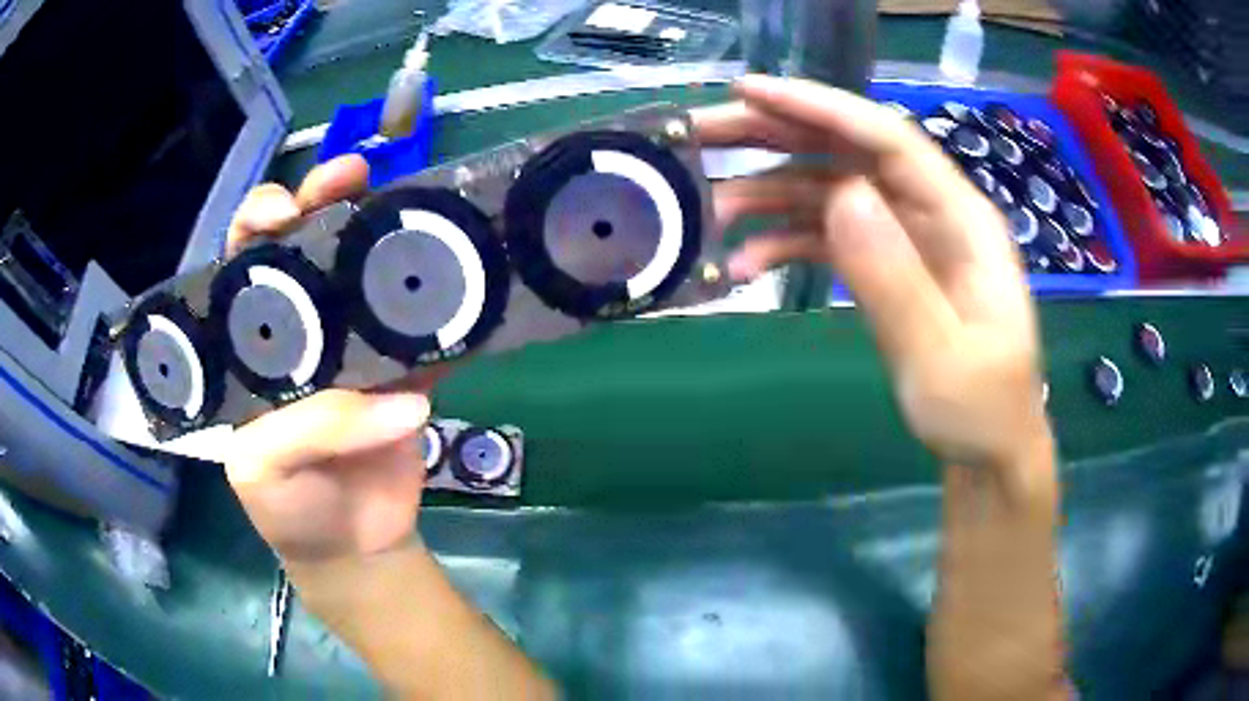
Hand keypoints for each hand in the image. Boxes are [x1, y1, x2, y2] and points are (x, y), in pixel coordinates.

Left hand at [223, 155, 434, 563]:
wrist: (356, 546)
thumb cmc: (288, 507)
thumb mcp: (266, 470)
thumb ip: (311, 428)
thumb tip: (401, 399)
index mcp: (252, 345)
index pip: (244, 267)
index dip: (257, 228)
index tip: (282, 210)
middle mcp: (301, 329)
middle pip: (307, 249)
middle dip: (323, 203)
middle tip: (350, 177)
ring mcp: (355, 344)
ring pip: (367, 273)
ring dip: (388, 235)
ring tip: (412, 203)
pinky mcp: (404, 368)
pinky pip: (425, 327)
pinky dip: (445, 300)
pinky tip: (460, 265)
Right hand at [696, 76, 1051, 472]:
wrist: (986, 448)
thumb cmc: (980, 409)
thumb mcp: (943, 358)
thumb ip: (896, 278)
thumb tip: (841, 196)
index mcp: (959, 216)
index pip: (886, 138)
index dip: (817, 107)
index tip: (747, 93)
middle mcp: (929, 211)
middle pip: (847, 151)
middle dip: (775, 135)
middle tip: (702, 134)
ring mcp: (903, 236)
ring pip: (828, 190)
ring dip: (769, 194)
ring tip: (710, 212)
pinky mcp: (882, 264)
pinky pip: (828, 235)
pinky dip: (785, 241)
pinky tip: (747, 264)